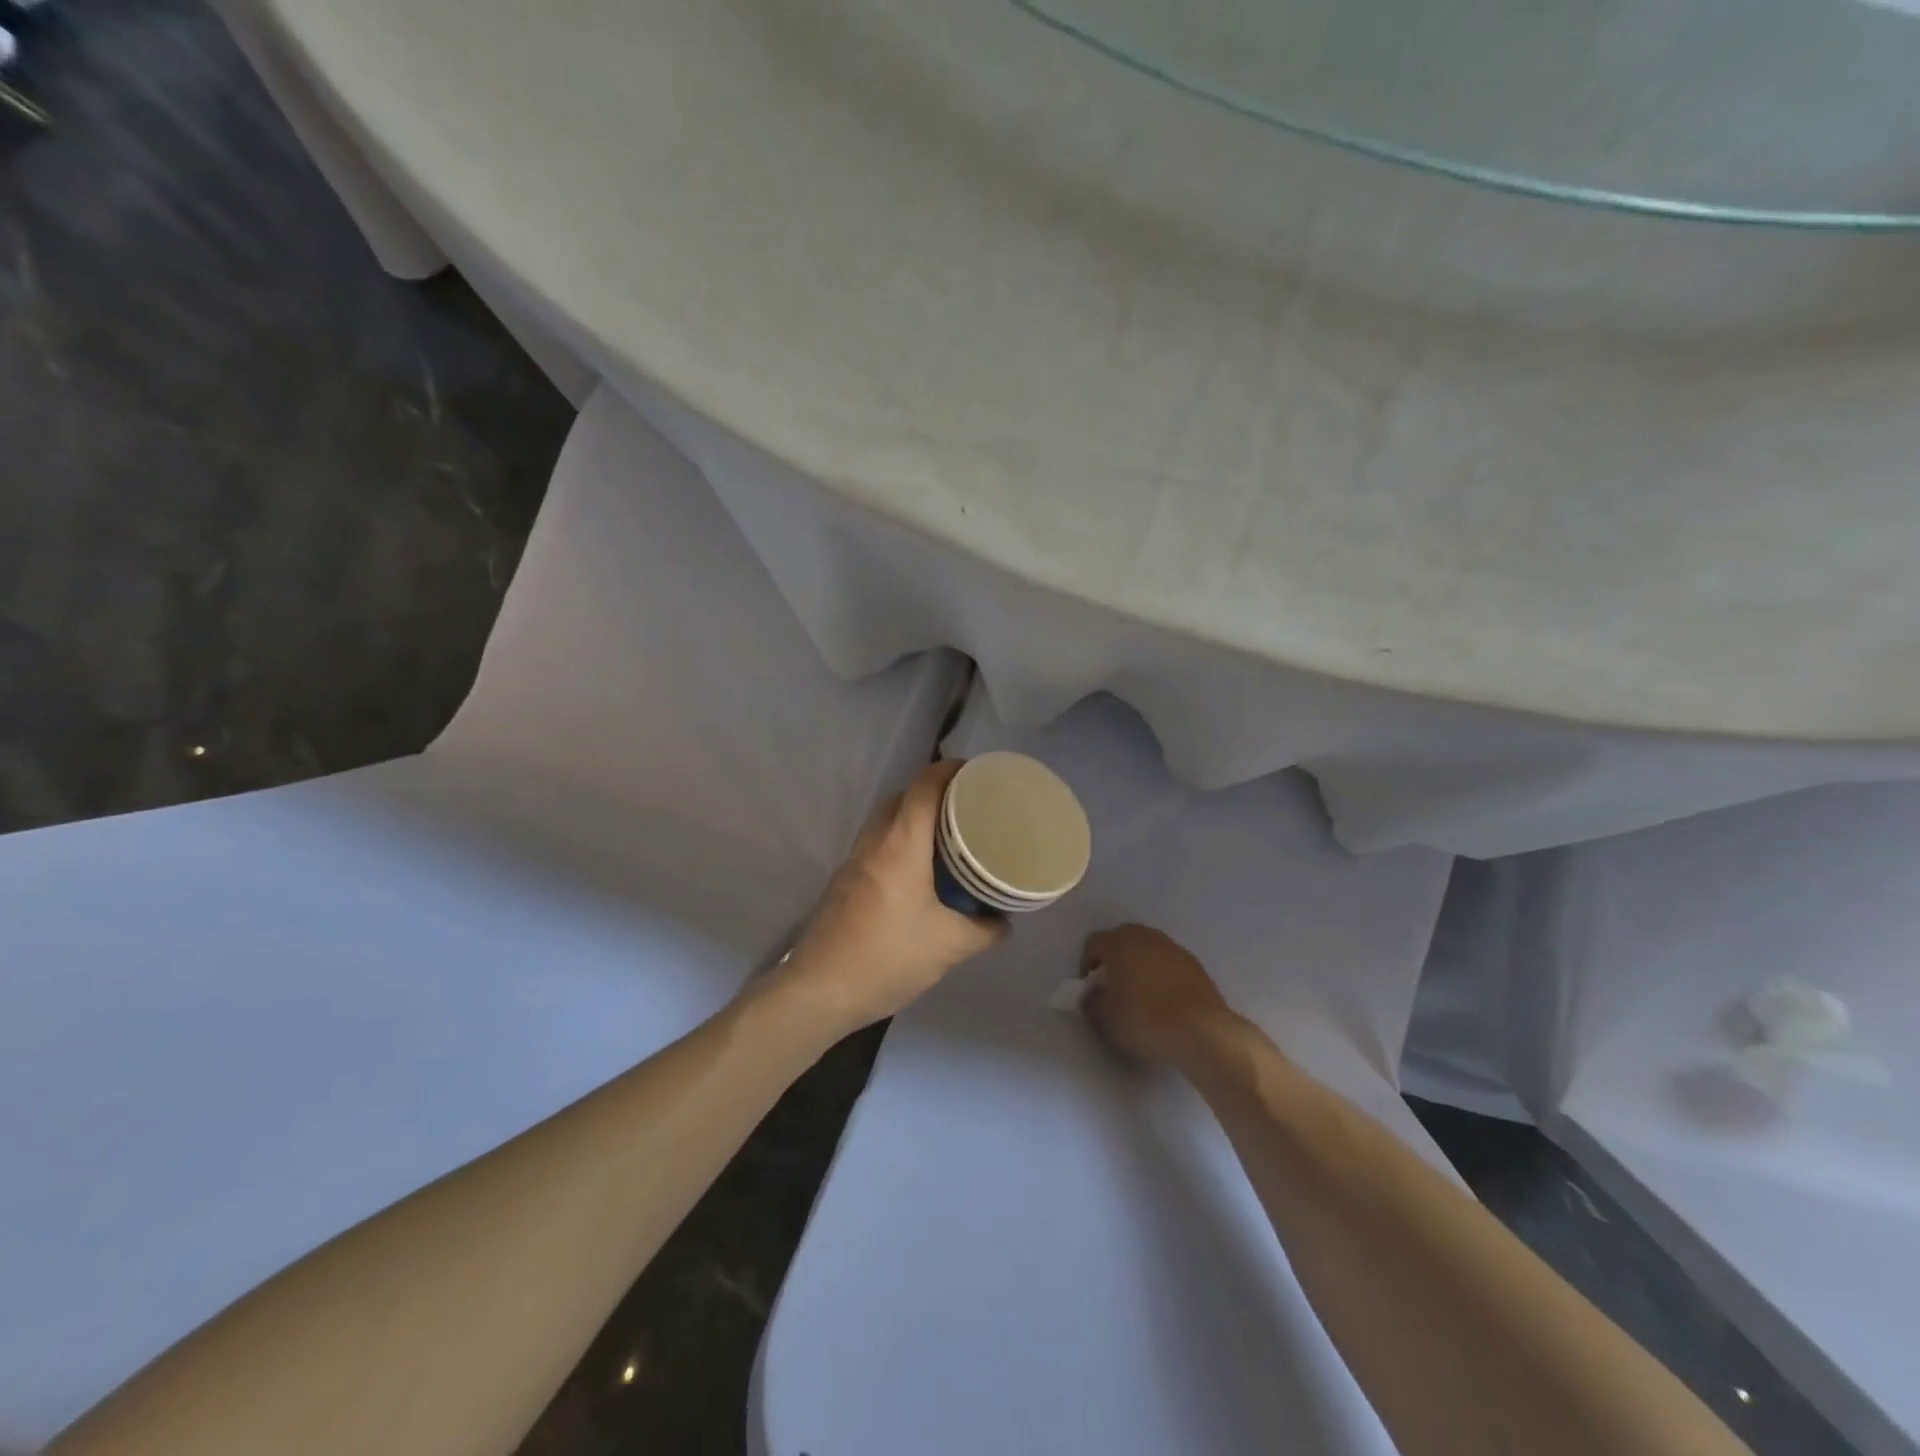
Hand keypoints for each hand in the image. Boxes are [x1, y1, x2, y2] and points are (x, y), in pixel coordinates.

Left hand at [776, 759, 1007, 1035]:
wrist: (818, 991)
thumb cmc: (887, 957)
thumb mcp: (949, 946)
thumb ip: (984, 931)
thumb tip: (1004, 922)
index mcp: (900, 844)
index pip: (924, 785)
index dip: (950, 770)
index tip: (977, 773)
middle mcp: (874, 843)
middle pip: (903, 798)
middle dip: (934, 794)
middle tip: (968, 809)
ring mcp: (853, 862)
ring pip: (886, 822)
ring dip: (914, 820)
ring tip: (948, 840)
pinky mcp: (843, 883)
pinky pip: (877, 847)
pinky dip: (900, 844)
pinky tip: (919, 874)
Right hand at [1079, 924, 1235, 1067]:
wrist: (1201, 1030)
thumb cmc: (1144, 1019)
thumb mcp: (1106, 1017)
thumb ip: (1092, 1001)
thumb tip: (1092, 996)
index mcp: (1119, 942)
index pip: (1094, 943)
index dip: (1086, 964)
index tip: (1090, 989)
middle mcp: (1146, 936)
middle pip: (1122, 940)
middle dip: (1114, 960)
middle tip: (1113, 988)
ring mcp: (1174, 948)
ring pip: (1148, 950)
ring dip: (1140, 966)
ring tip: (1141, 996)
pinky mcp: (1195, 964)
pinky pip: (1169, 964)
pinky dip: (1162, 975)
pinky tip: (1165, 1001)